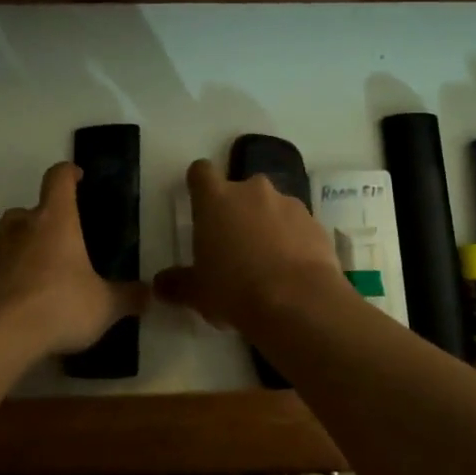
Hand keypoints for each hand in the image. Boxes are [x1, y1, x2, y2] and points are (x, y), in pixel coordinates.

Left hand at [0, 162, 148, 358]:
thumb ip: (128, 297)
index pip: (58, 179)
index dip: (69, 173)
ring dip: (25, 247)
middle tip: (65, 242)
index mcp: (54, 219)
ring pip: (10, 237)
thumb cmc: (58, 305)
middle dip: (45, 220)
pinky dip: (10, 275)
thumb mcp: (104, 306)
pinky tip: (24, 300)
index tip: (78, 177)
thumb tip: (149, 294)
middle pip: (30, 209)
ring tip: (45, 273)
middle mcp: (21, 226)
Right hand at [153, 159, 345, 332]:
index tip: (200, 204)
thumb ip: (177, 284)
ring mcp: (289, 204)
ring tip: (267, 263)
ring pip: (272, 207)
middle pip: (240, 190)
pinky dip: (294, 241)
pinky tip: (292, 272)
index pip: (201, 172)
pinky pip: (298, 227)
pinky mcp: (316, 223)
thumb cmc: (235, 291)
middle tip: (234, 245)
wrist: (298, 303)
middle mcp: (252, 191)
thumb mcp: (197, 293)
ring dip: (267, 225)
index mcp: (216, 200)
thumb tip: (159, 284)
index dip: (199, 185)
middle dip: (237, 211)